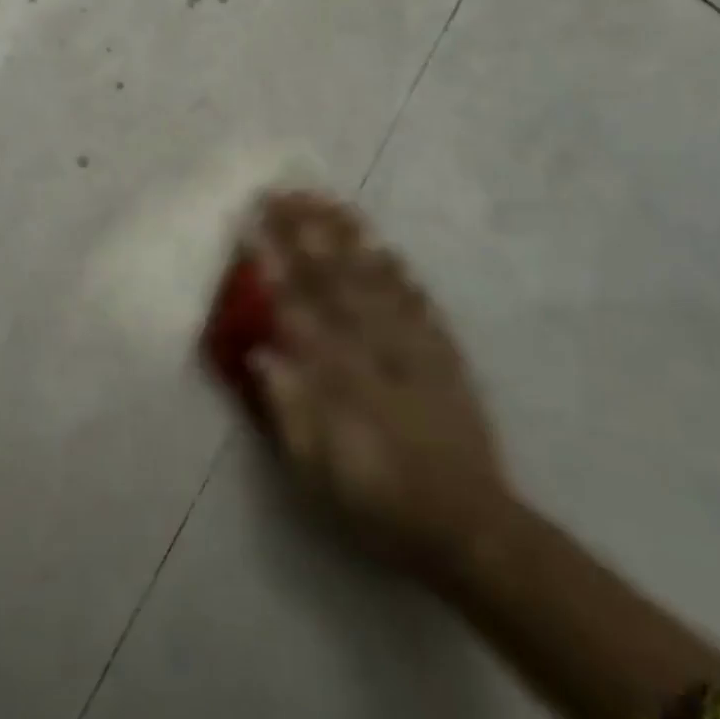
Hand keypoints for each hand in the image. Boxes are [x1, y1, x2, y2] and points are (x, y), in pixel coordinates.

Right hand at [244, 191, 513, 573]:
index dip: (272, 262)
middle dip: (305, 230)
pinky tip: (382, 246)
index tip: (252, 227)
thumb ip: (289, 410)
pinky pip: (416, 298)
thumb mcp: (318, 472)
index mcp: (337, 375)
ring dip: (347, 235)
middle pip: (333, 275)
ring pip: (374, 276)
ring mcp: (411, 344)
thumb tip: (261, 353)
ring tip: (324, 201)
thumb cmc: (378, 500)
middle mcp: (372, 348)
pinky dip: (397, 269)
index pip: (296, 305)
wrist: (467, 524)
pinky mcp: (442, 350)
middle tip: (281, 193)